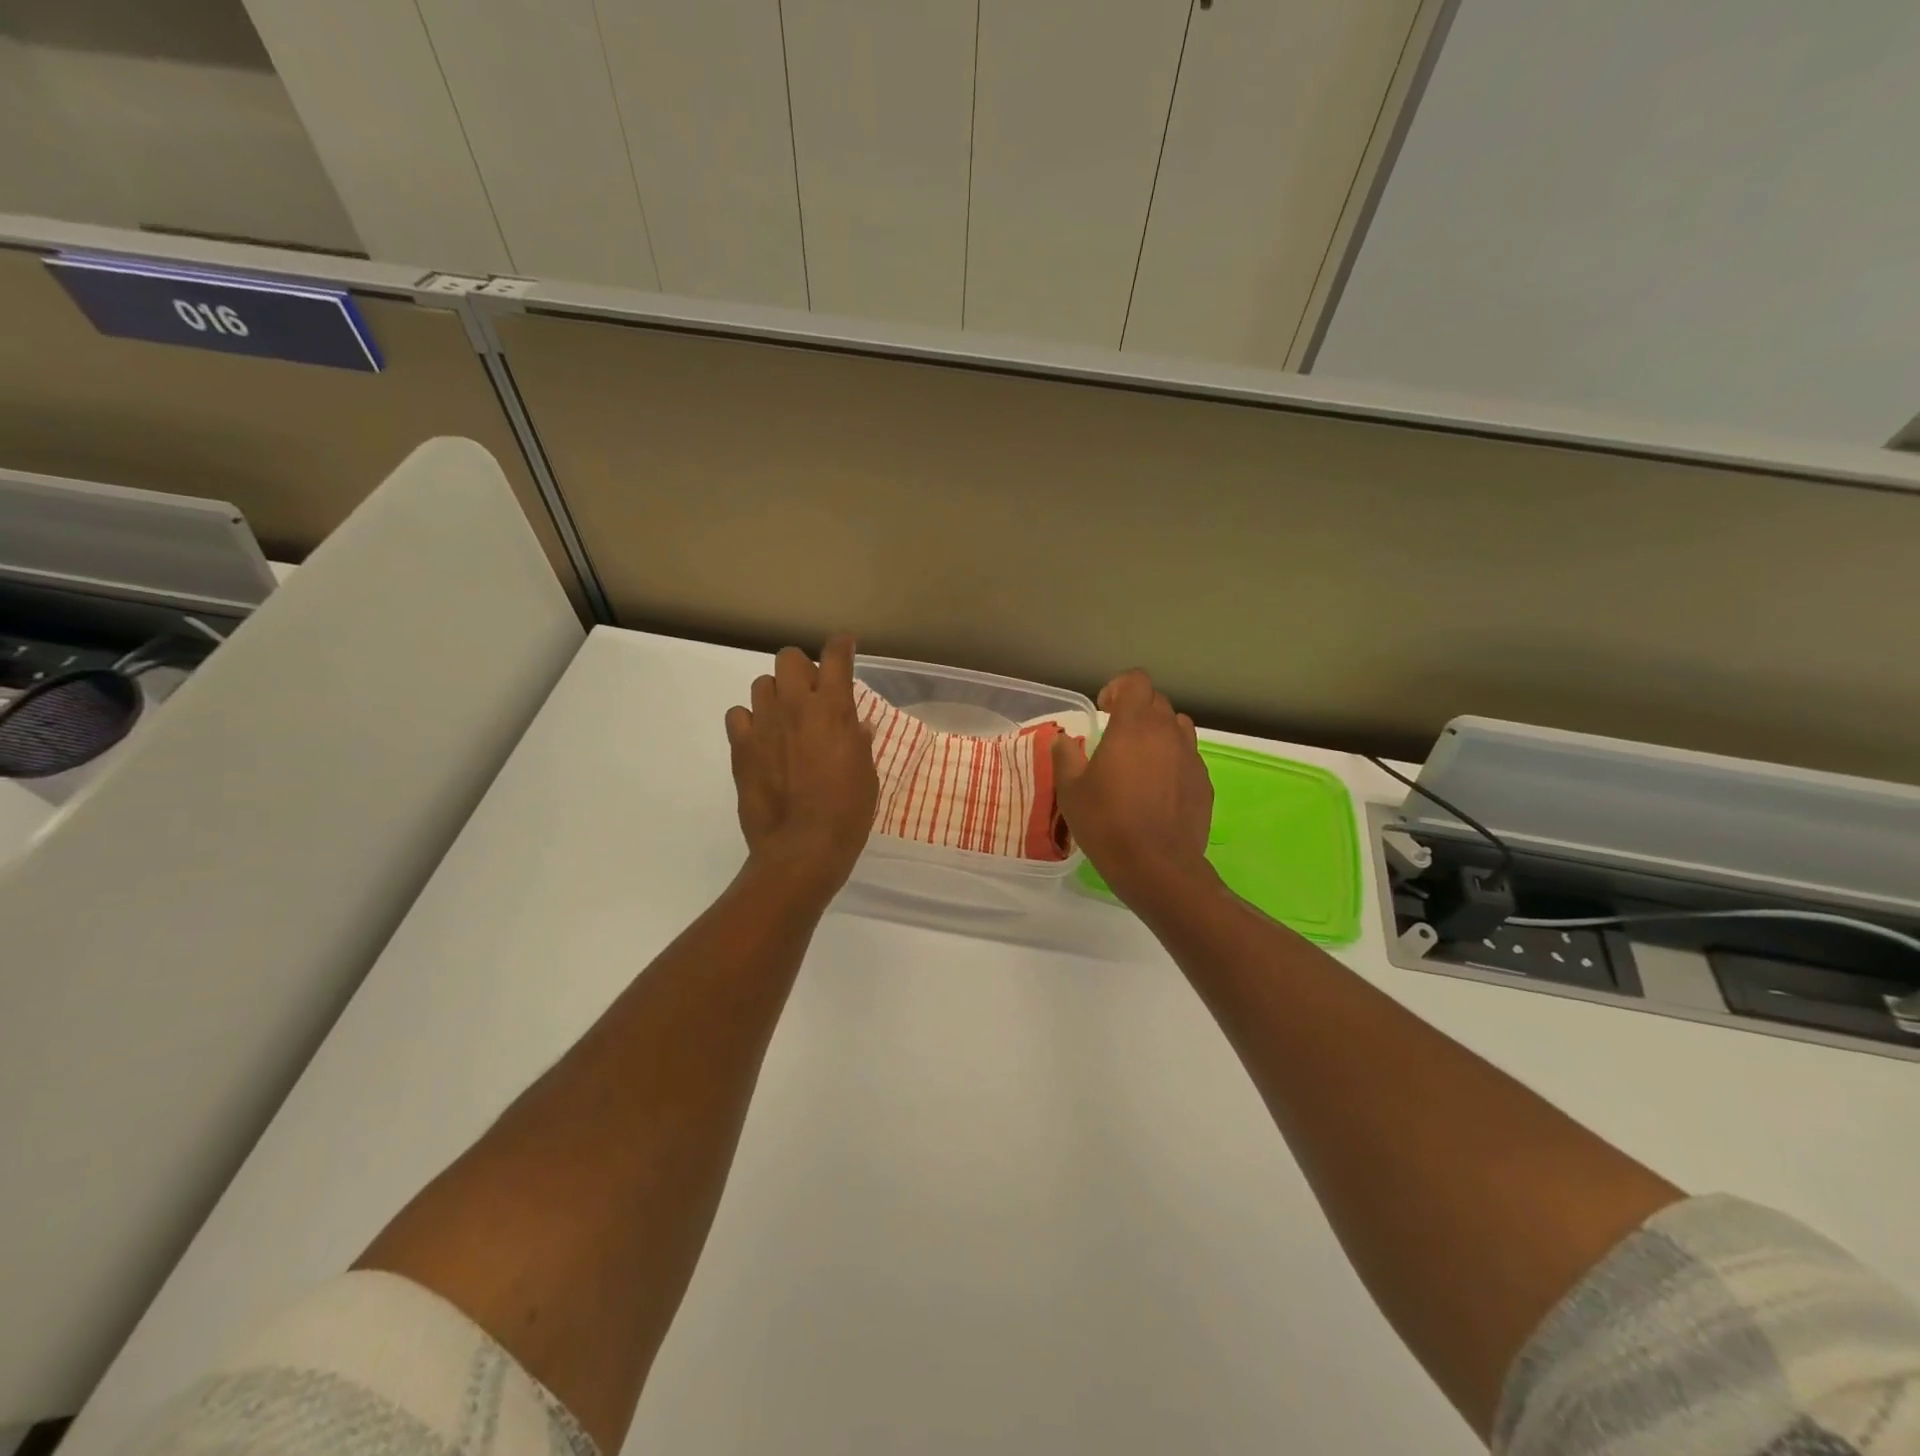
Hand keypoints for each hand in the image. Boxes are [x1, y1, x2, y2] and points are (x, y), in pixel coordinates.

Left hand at [725, 634, 878, 900]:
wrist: (802, 848)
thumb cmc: (847, 812)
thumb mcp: (866, 773)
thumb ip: (858, 741)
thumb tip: (857, 725)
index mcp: (832, 709)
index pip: (835, 657)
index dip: (841, 645)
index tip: (845, 645)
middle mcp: (794, 706)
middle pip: (789, 658)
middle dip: (802, 668)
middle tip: (811, 692)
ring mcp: (763, 725)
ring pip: (761, 684)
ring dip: (775, 694)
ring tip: (784, 719)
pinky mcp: (741, 748)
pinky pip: (738, 716)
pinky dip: (749, 722)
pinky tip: (761, 740)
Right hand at [1052, 670, 1213, 906]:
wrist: (1157, 866)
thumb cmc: (1107, 822)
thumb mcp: (1070, 790)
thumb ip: (1065, 756)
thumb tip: (1064, 739)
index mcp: (1134, 725)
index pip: (1136, 681)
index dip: (1118, 687)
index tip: (1104, 710)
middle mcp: (1168, 732)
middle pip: (1157, 702)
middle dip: (1136, 710)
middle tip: (1116, 735)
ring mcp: (1191, 757)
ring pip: (1177, 727)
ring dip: (1158, 732)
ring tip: (1140, 758)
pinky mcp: (1204, 783)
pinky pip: (1188, 757)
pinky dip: (1172, 760)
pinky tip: (1157, 788)